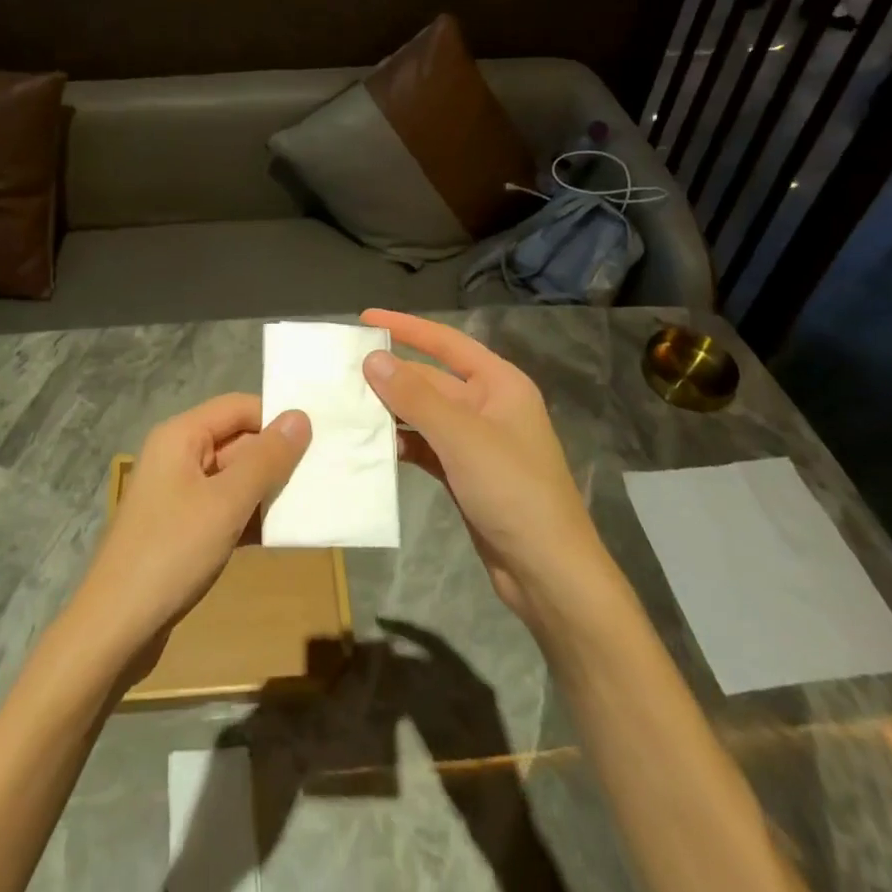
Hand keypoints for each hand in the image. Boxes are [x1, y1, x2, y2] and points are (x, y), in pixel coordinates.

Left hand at [70, 394, 310, 674]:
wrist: (115, 627)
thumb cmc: (172, 552)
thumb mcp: (226, 502)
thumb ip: (266, 459)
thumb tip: (301, 416)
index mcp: (181, 436)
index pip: (238, 407)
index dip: (275, 419)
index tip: (317, 440)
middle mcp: (178, 456)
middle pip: (237, 441)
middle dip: (276, 458)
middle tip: (323, 475)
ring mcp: (179, 494)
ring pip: (234, 478)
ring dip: (268, 490)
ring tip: (313, 502)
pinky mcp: (183, 529)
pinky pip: (225, 508)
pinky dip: (251, 516)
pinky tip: (283, 534)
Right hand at [360, 309, 600, 624]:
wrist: (548, 573)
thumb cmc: (512, 490)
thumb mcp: (461, 437)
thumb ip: (415, 396)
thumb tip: (372, 359)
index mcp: (500, 384)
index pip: (446, 342)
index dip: (406, 327)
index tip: (365, 318)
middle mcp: (488, 406)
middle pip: (432, 379)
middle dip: (392, 375)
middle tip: (343, 370)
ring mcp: (476, 442)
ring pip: (425, 414)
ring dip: (392, 411)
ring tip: (348, 406)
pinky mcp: (465, 474)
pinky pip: (426, 446)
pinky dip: (402, 443)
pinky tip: (374, 446)